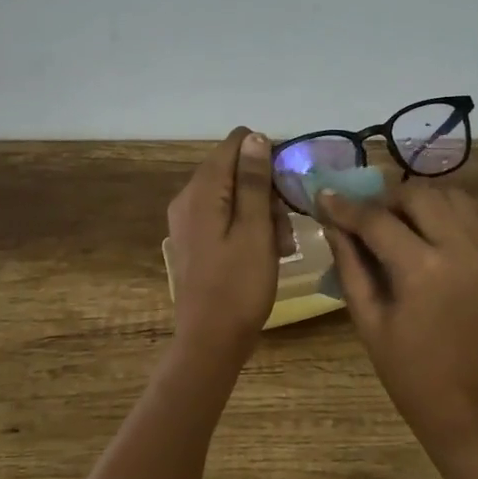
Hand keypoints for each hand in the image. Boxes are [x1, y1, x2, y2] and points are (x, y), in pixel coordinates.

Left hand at [166, 128, 289, 368]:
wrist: (210, 341)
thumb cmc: (239, 285)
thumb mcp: (255, 229)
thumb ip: (254, 181)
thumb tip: (255, 137)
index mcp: (202, 190)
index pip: (236, 144)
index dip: (267, 157)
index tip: (289, 187)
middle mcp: (188, 198)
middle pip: (235, 171)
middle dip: (267, 191)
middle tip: (286, 227)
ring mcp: (189, 221)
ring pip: (234, 196)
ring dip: (263, 213)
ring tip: (282, 247)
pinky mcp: (195, 241)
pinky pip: (226, 218)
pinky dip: (249, 228)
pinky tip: (266, 253)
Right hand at [316, 182, 477, 451]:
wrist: (467, 408)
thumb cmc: (409, 372)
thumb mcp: (368, 321)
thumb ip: (350, 265)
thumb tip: (333, 222)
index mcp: (420, 270)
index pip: (376, 220)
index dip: (346, 208)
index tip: (327, 199)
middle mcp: (460, 250)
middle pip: (419, 195)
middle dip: (388, 200)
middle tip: (371, 220)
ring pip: (457, 198)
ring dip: (428, 201)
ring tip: (409, 223)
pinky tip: (462, 218)